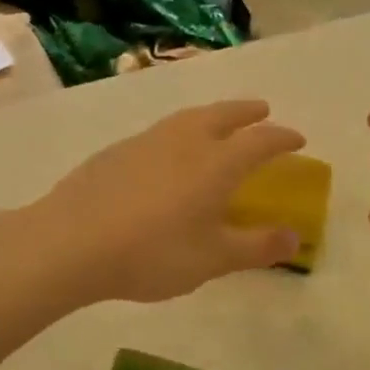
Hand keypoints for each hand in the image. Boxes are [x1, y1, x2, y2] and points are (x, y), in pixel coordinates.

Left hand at [29, 101, 306, 304]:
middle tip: (262, 110)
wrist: (71, 241)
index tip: (297, 139)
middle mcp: (185, 141)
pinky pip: (161, 131)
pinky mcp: (117, 150)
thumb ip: (256, 247)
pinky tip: (169, 151)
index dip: (282, 137)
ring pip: (188, 117)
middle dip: (247, 111)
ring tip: (218, 123)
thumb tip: (295, 237)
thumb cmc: (152, 253)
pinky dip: (179, 131)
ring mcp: (147, 141)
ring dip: (212, 114)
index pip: (260, 140)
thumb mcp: (212, 259)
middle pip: (223, 115)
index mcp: (216, 163)